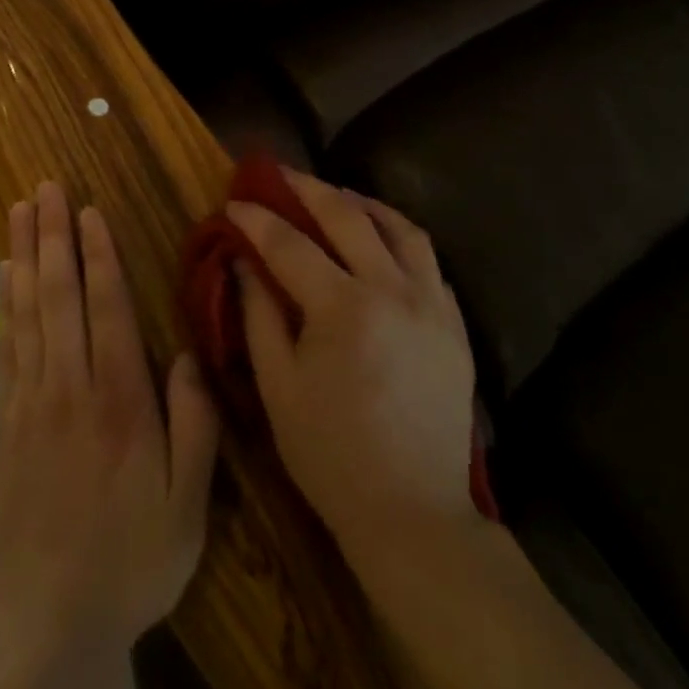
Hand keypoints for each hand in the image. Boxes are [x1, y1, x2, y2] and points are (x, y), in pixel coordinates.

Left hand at [0, 182, 219, 677]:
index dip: (98, 253)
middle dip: (53, 234)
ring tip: (20, 209)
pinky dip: (4, 304)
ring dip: (23, 254)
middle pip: (59, 293)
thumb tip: (186, 352)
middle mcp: (69, 385)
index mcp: (119, 400)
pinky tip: (4, 274)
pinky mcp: (2, 422)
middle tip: (47, 186)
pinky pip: (4, 347)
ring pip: (26, 310)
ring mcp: (29, 401)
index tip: (89, 209)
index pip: (106, 306)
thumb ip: (194, 424)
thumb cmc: (132, 558)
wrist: (53, 621)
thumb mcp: (188, 504)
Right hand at [231, 172, 480, 569]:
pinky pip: (427, 260)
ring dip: (362, 203)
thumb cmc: (331, 455)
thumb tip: (243, 261)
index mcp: (344, 309)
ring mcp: (432, 305)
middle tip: (279, 174)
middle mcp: (393, 292)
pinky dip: (398, 237)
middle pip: (347, 216)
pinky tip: (379, 240)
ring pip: (400, 228)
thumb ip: (258, 314)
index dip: (257, 218)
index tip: (234, 200)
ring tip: (334, 197)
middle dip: (306, 188)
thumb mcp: (278, 387)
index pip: (290, 244)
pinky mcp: (454, 325)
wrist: (415, 514)